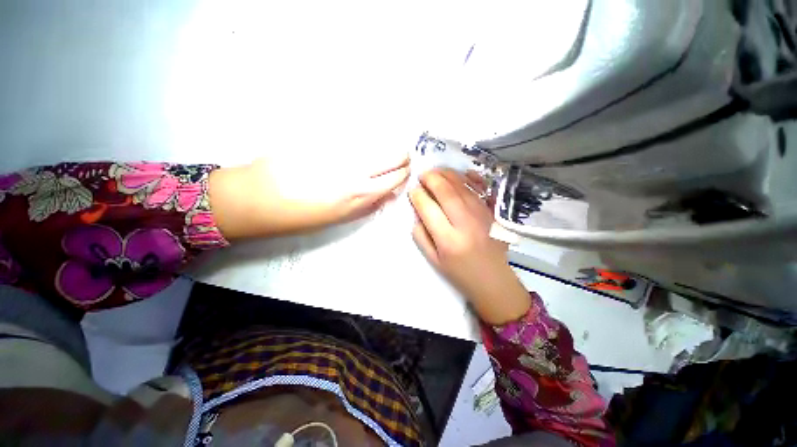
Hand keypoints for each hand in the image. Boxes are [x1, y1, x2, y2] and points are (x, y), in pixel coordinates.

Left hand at [209, 153, 409, 238]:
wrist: (258, 198)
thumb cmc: (301, 216)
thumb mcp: (340, 219)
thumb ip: (367, 205)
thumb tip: (386, 194)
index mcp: (360, 194)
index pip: (395, 178)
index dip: (404, 173)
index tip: (405, 171)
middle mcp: (356, 171)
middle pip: (393, 155)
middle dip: (401, 156)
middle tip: (400, 157)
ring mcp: (341, 152)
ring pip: (377, 142)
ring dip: (384, 145)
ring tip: (380, 149)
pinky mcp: (325, 138)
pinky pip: (353, 134)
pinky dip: (362, 137)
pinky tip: (359, 142)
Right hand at [409, 169, 529, 324]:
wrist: (493, 280)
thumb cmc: (460, 273)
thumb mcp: (434, 260)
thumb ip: (421, 236)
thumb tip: (417, 212)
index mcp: (448, 241)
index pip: (429, 210)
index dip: (418, 196)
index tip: (412, 190)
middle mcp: (466, 225)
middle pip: (447, 193)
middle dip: (432, 179)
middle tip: (423, 175)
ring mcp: (482, 216)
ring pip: (463, 188)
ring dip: (447, 175)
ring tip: (436, 172)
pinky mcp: (493, 213)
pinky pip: (482, 190)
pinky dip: (470, 178)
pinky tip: (460, 174)